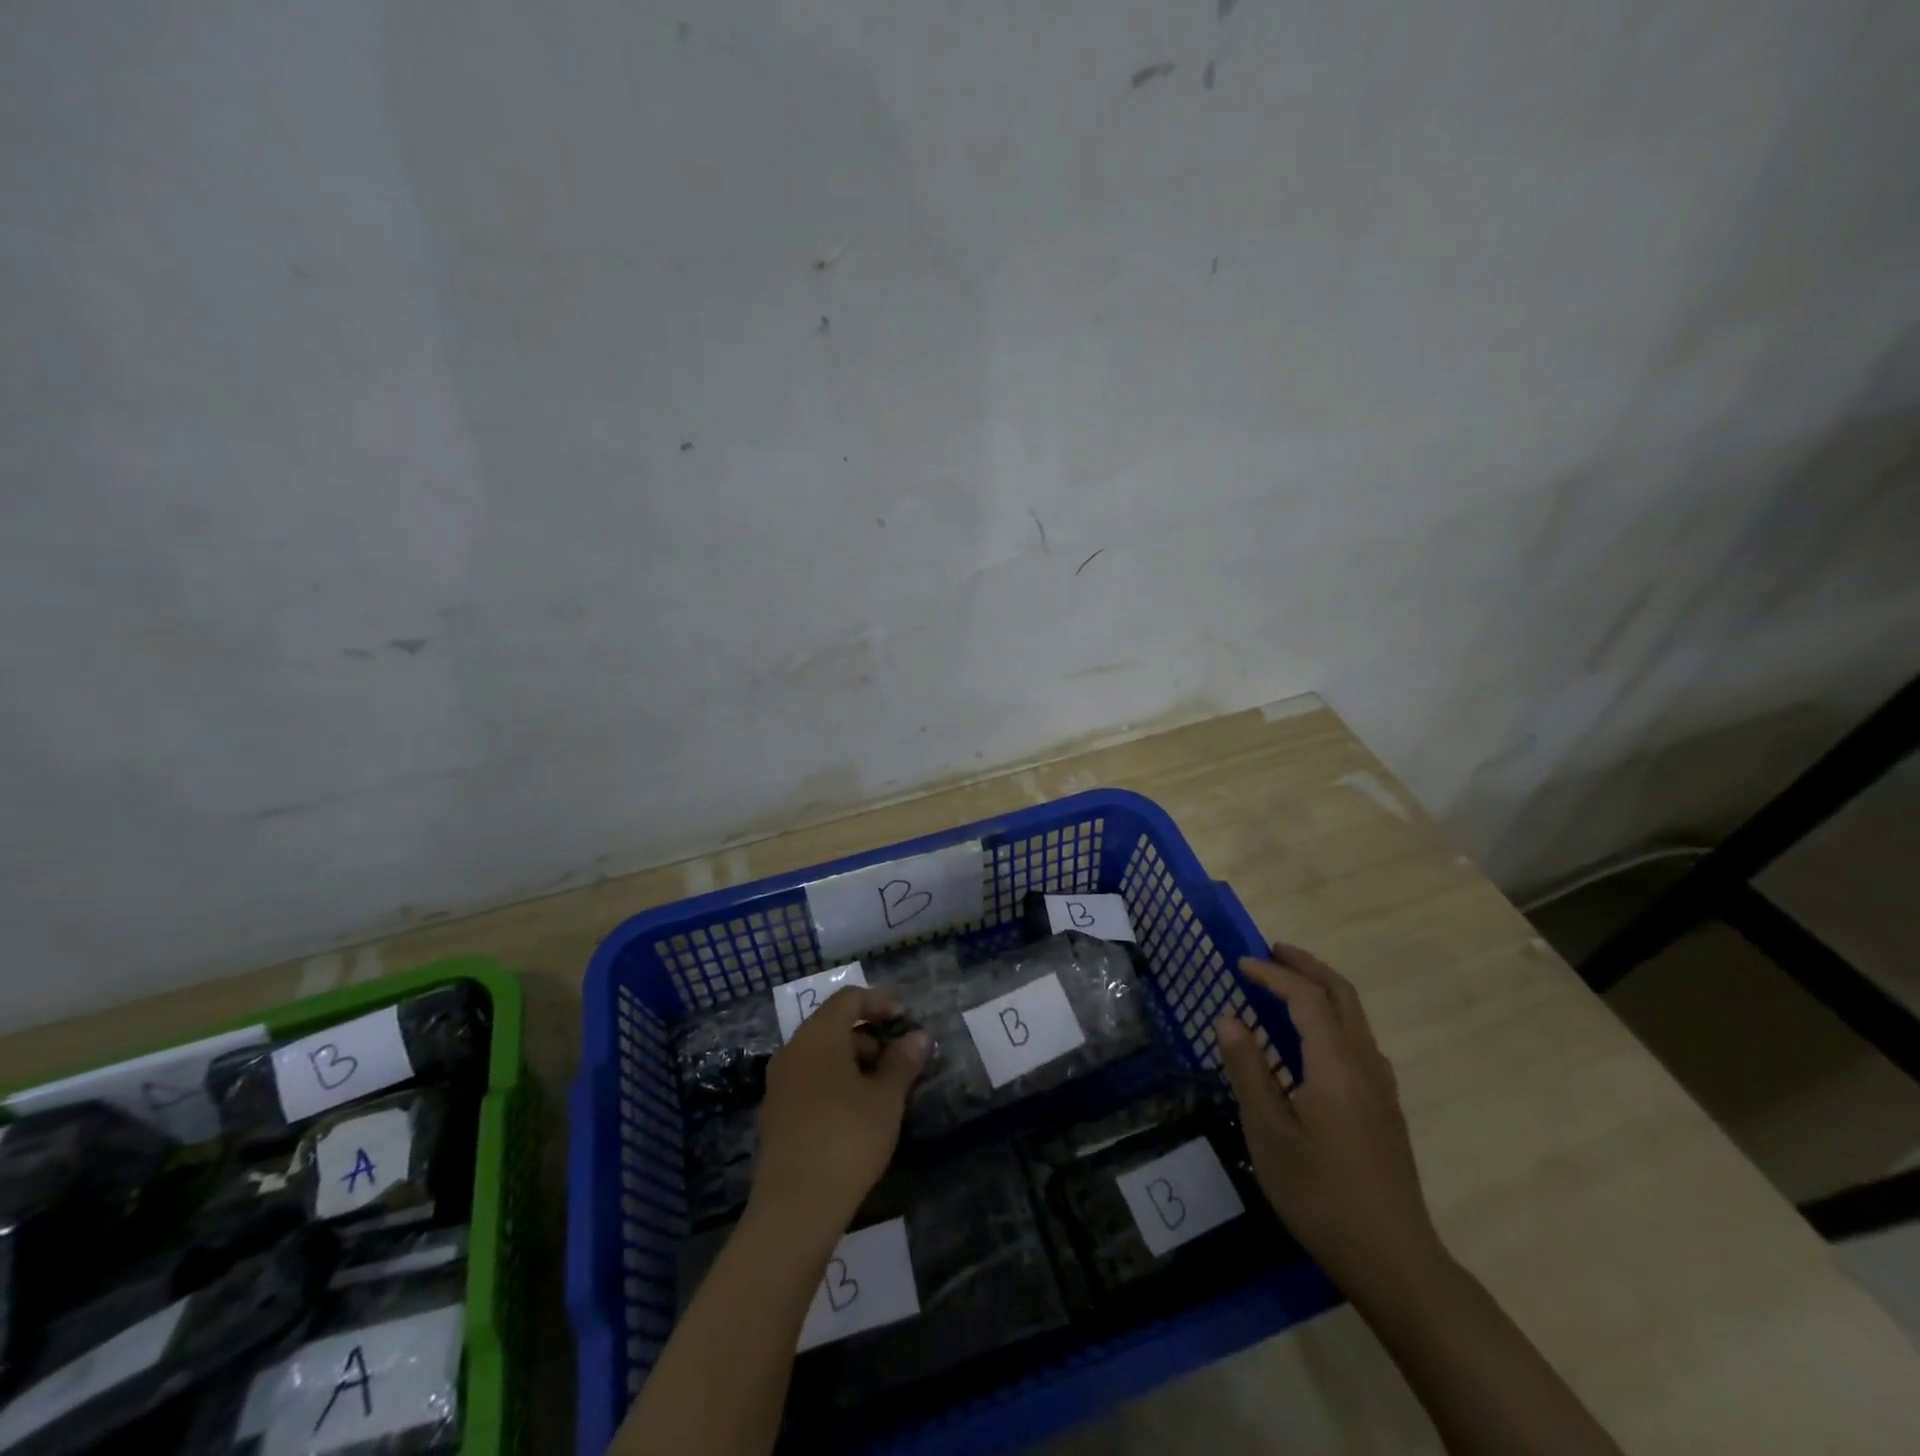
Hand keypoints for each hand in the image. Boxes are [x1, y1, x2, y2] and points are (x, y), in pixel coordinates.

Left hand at [750, 987, 931, 1241]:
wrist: (794, 1208)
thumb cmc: (847, 1139)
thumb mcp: (886, 1098)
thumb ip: (903, 1061)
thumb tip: (919, 1036)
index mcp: (817, 1036)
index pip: (848, 998)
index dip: (879, 1002)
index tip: (905, 1022)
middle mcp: (792, 1051)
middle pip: (833, 1026)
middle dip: (869, 1037)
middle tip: (899, 1064)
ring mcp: (779, 1084)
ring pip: (821, 1056)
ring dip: (853, 1063)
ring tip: (883, 1095)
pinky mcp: (775, 1115)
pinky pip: (809, 1081)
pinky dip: (835, 1084)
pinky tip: (856, 1116)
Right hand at [1214, 943, 1444, 1301]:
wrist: (1394, 1260)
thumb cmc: (1320, 1194)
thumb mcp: (1268, 1133)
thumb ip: (1249, 1070)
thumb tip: (1229, 1018)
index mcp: (1335, 1065)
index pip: (1305, 998)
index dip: (1272, 974)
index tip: (1239, 964)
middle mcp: (1364, 1064)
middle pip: (1342, 994)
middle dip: (1306, 966)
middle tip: (1271, 952)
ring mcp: (1381, 1087)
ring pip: (1356, 1016)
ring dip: (1322, 989)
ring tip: (1286, 987)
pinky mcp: (1386, 1109)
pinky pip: (1359, 1040)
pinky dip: (1333, 1018)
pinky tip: (1312, 1042)